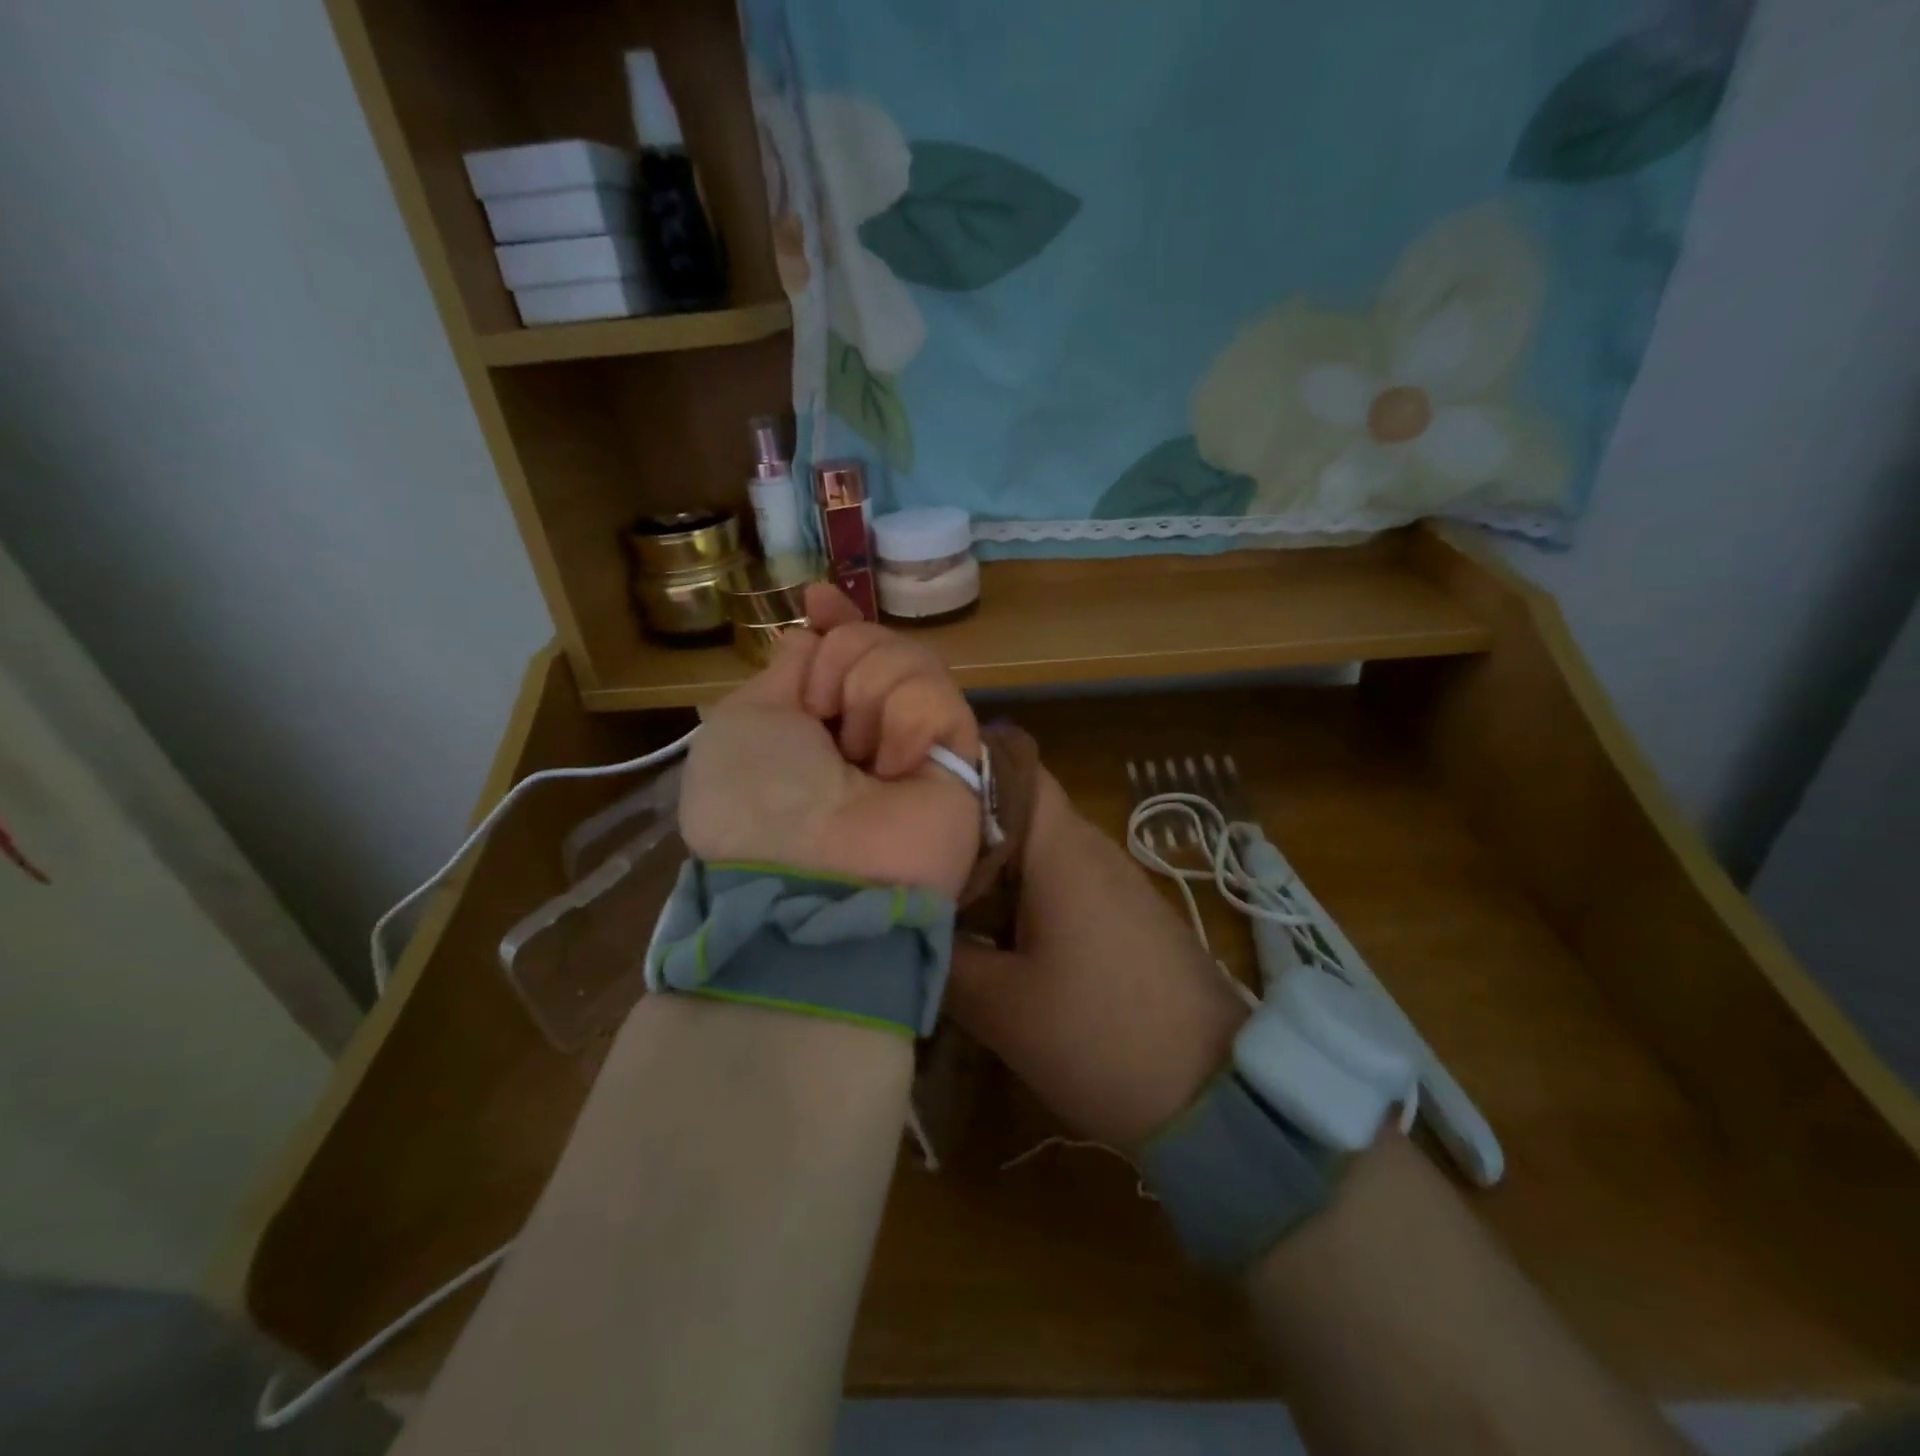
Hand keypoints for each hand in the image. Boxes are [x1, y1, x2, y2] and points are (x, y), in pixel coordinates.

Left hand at [678, 584, 980, 897]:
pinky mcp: (959, 756)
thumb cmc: (756, 799)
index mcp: (814, 722)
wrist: (807, 872)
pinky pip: (940, 696)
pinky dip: (907, 721)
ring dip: (870, 692)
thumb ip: (783, 671)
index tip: (818, 598)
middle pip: (875, 642)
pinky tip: (892, 767)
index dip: (835, 620)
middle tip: (824, 714)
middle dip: (842, 662)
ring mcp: (914, 741)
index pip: (841, 650)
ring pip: (911, 658)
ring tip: (858, 753)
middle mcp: (865, 727)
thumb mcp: (742, 723)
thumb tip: (811, 634)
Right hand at [945, 771, 1251, 1148]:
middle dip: (962, 831)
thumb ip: (942, 956)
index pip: (1011, 768)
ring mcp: (1114, 882)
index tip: (911, 796)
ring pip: (1037, 851)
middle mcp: (1091, 849)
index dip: (961, 769)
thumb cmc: (1100, 1037)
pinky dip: (1022, 898)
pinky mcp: (1125, 915)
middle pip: (1017, 811)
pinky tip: (995, 939)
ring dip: (992, 871)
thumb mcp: (1002, 1006)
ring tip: (941, 902)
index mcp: (1062, 851)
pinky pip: (1062, 884)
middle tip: (908, 861)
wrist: (1214, 1096)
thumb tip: (902, 923)